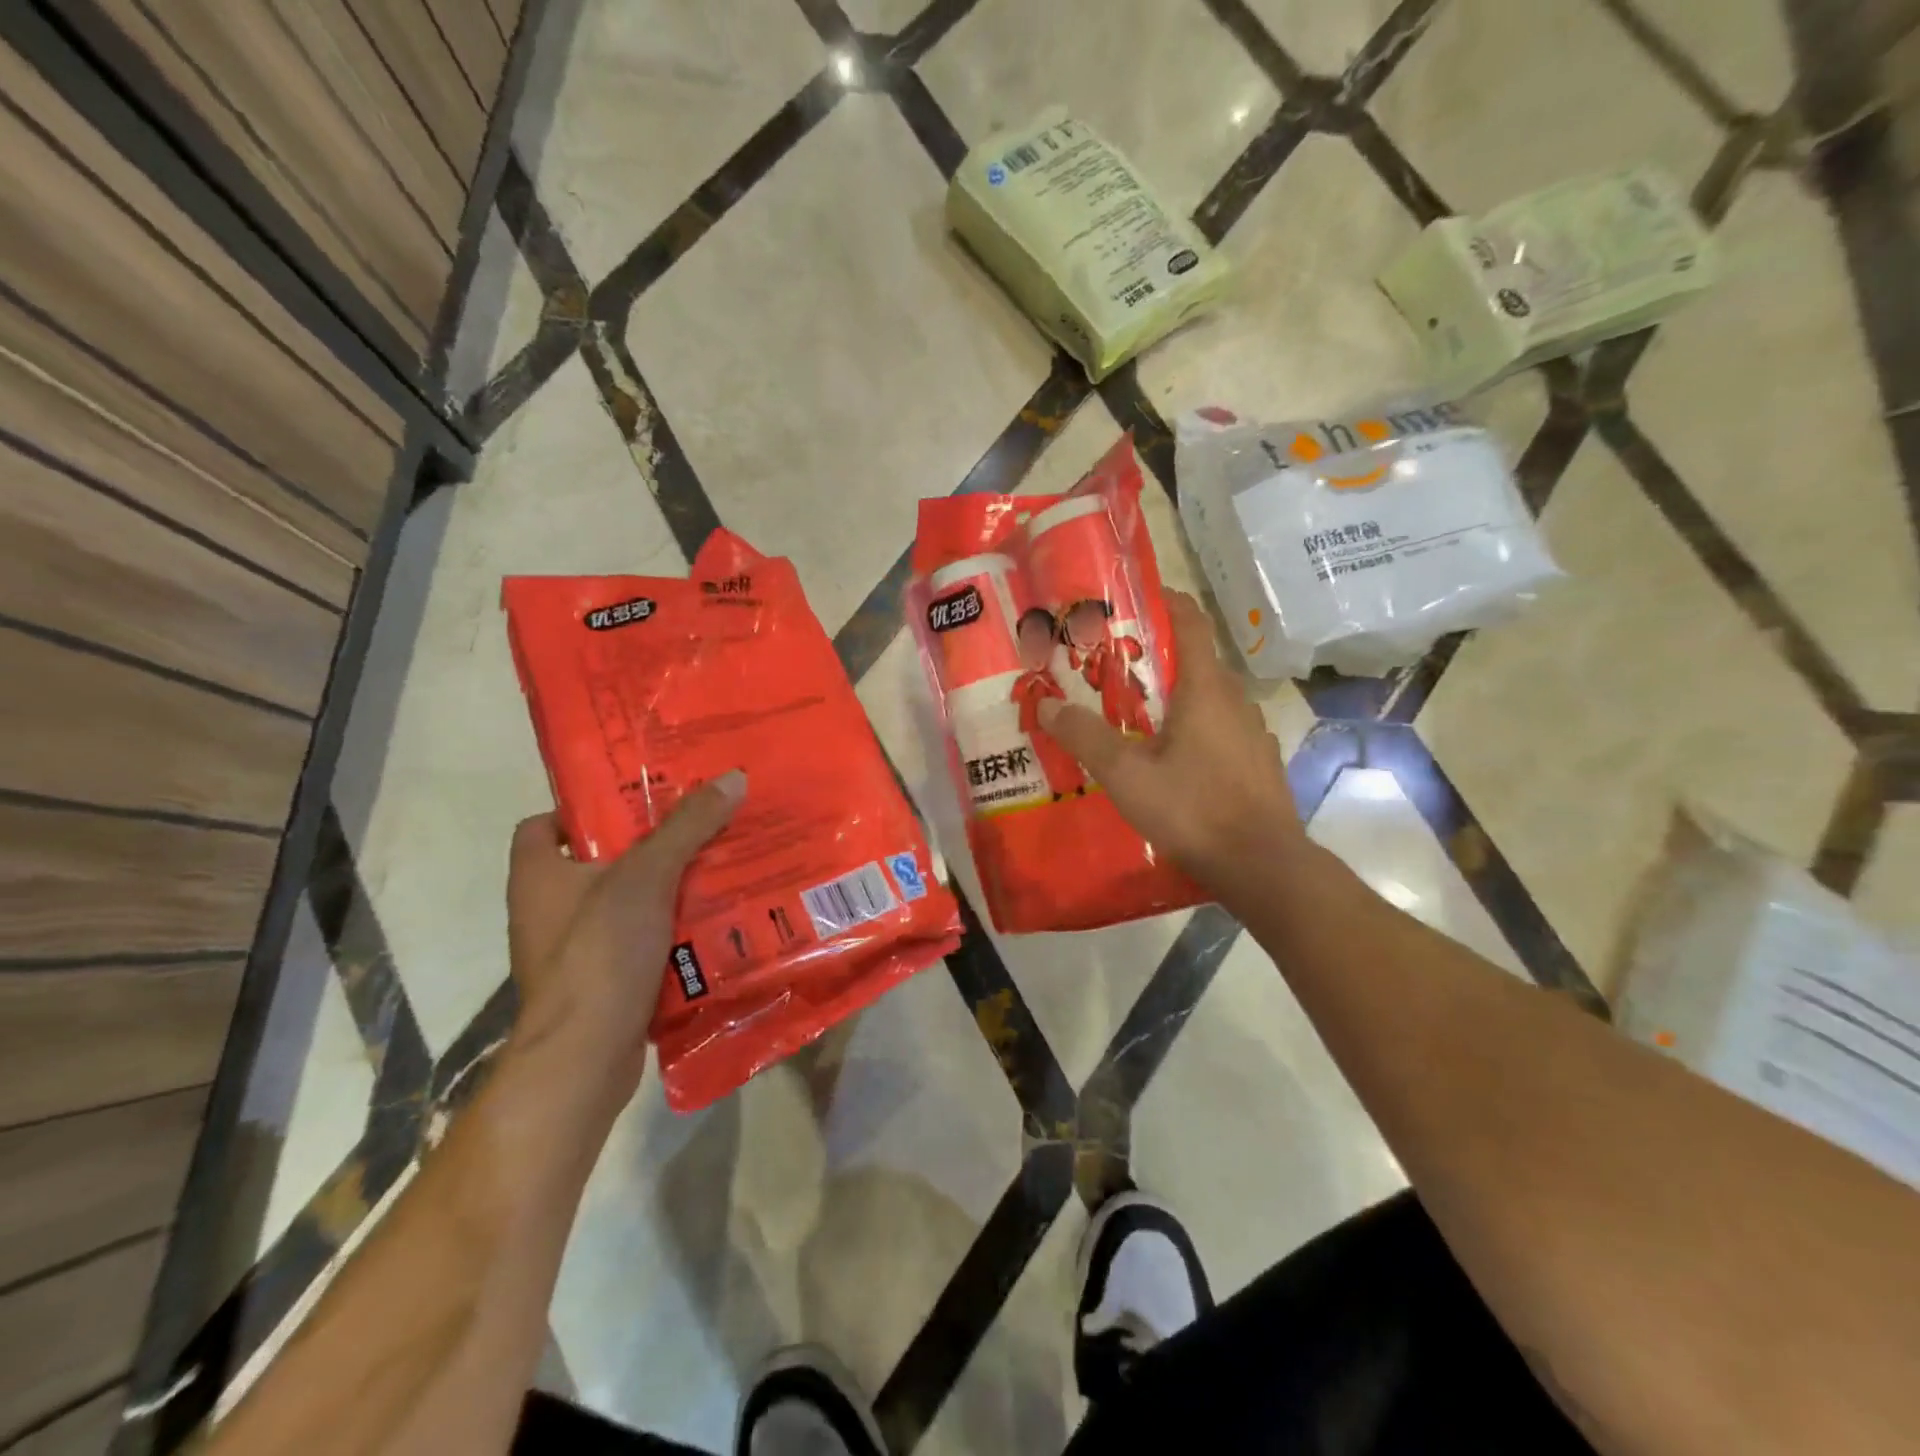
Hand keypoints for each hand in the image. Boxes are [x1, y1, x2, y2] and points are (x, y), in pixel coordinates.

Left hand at [505, 771, 744, 1096]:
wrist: (584, 1058)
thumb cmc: (599, 952)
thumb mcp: (647, 877)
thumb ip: (687, 827)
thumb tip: (732, 778)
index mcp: (538, 874)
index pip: (545, 824)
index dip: (586, 807)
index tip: (637, 802)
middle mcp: (547, 909)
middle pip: (598, 860)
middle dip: (649, 845)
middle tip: (699, 825)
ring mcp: (574, 950)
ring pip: (626, 902)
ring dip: (668, 889)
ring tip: (719, 866)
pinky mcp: (602, 982)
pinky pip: (640, 941)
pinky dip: (671, 930)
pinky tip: (713, 920)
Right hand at [1038, 592, 1303, 909]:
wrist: (1261, 866)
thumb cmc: (1192, 809)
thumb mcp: (1125, 774)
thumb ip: (1085, 736)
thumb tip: (1047, 703)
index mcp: (1205, 688)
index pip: (1190, 621)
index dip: (1163, 601)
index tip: (1130, 600)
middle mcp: (1235, 700)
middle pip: (1195, 659)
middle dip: (1155, 656)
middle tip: (1112, 666)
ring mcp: (1252, 732)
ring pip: (1209, 697)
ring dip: (1175, 695)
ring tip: (1135, 713)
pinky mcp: (1258, 762)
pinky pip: (1221, 728)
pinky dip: (1194, 727)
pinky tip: (1171, 758)